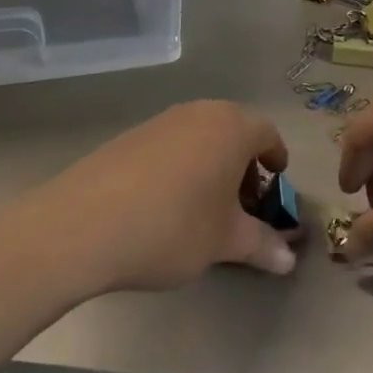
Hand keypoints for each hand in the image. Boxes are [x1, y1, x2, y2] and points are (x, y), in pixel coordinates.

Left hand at [43, 101, 299, 293]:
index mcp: (231, 127)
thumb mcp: (224, 241)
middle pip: (233, 131)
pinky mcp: (129, 137)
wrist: (83, 224)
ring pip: (200, 138)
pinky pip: (170, 146)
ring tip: (204, 209)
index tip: (276, 183)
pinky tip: (165, 206)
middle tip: (243, 204)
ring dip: (211, 166)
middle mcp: (198, 113)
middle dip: (243, 165)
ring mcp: (160, 121)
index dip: (276, 158)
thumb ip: (261, 245)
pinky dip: (180, 168)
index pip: (266, 132)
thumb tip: (289, 259)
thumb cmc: (173, 226)